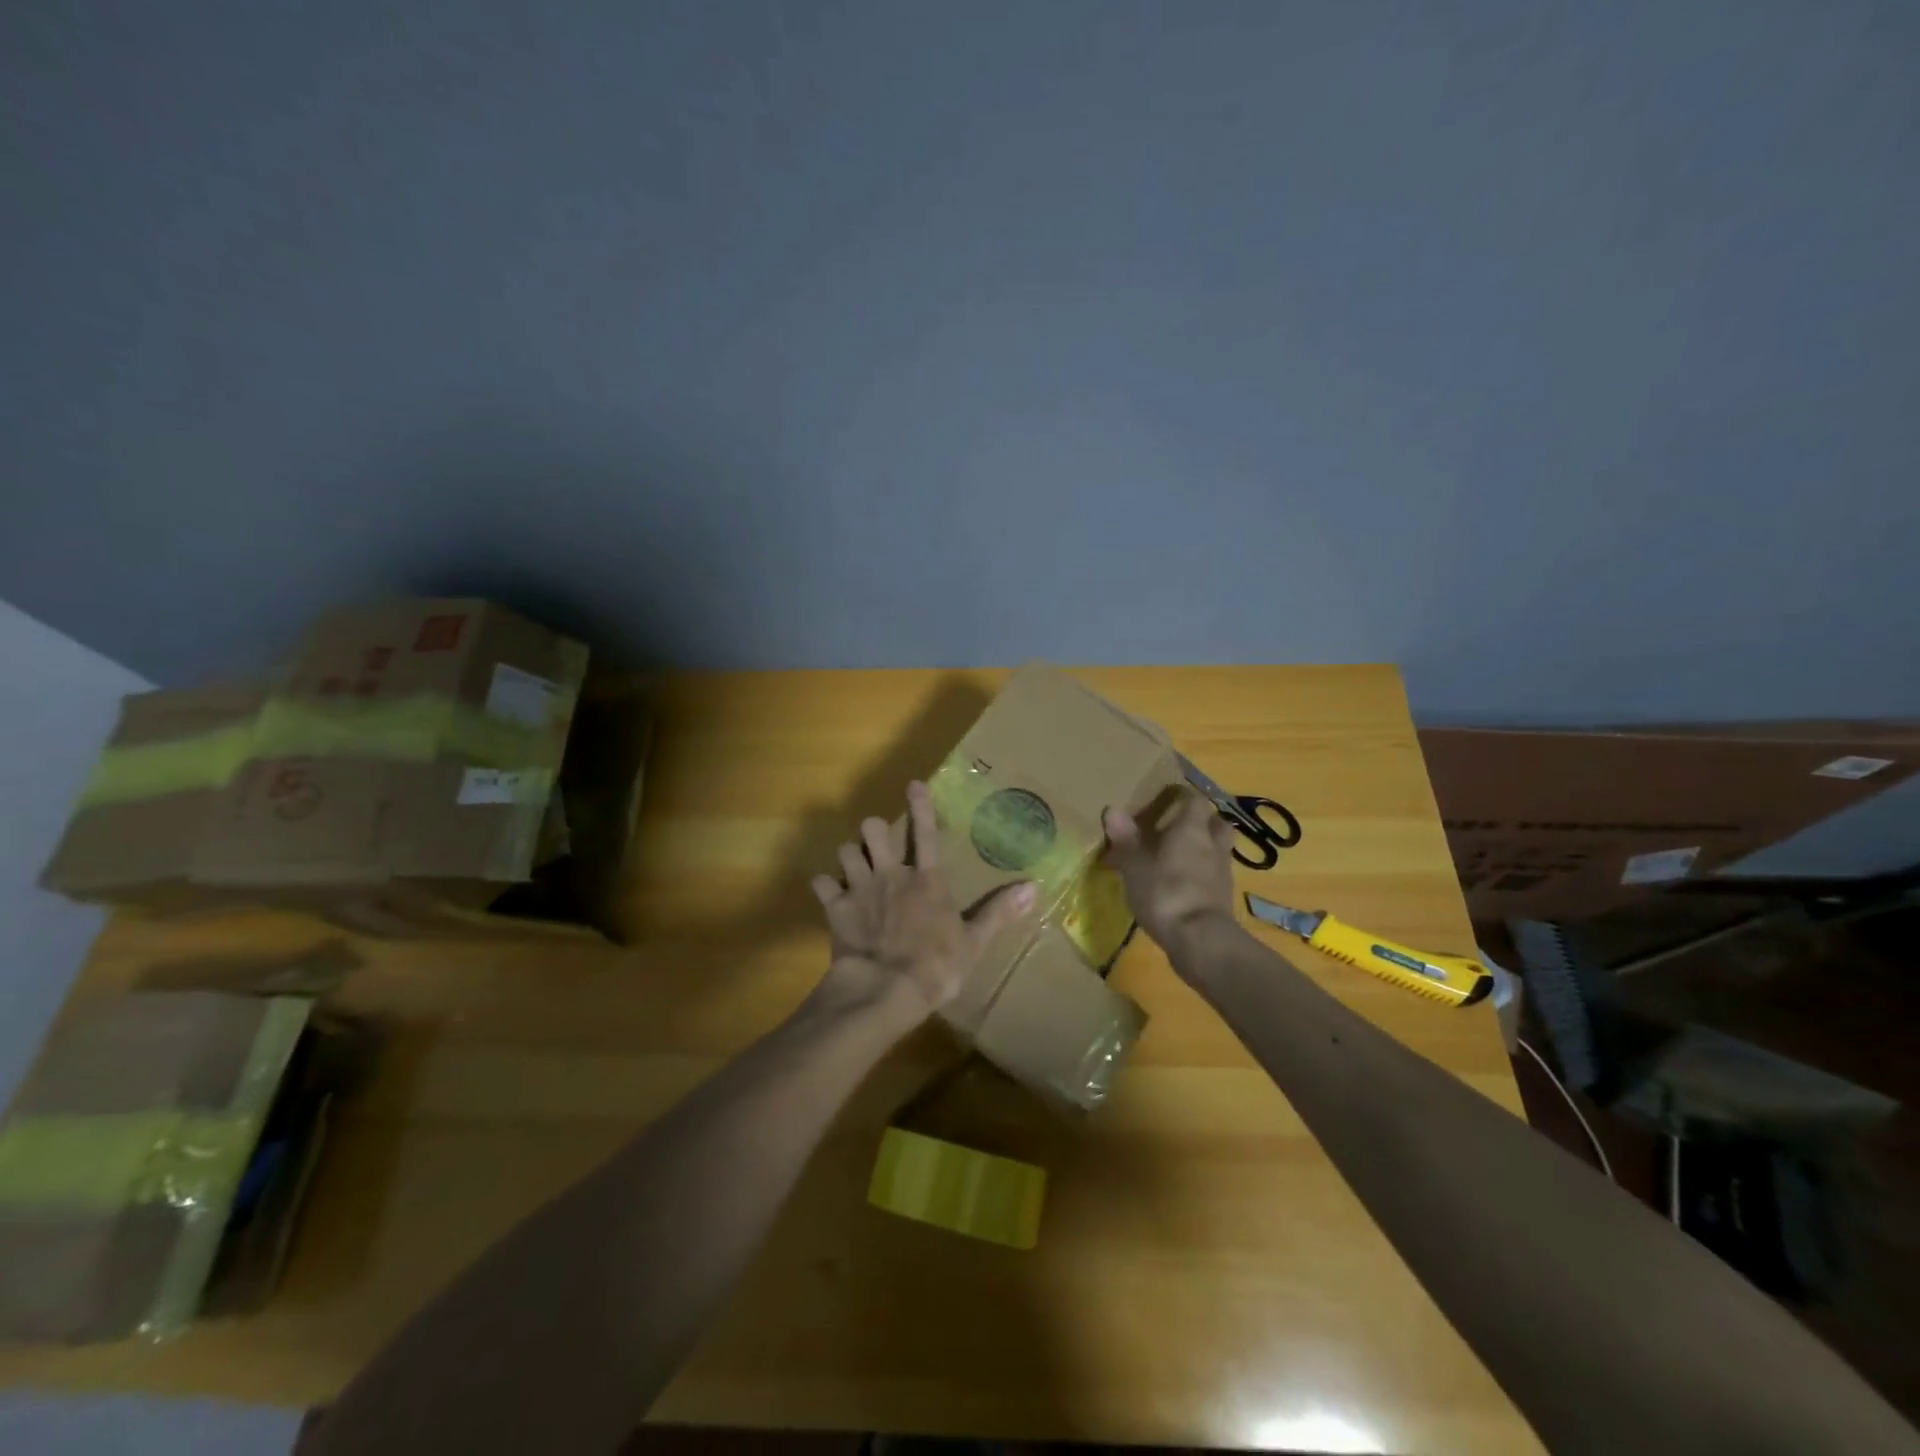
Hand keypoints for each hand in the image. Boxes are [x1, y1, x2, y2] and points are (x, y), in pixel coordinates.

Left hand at [811, 780, 1036, 1022]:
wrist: (885, 989)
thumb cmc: (935, 966)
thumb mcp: (974, 942)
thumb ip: (999, 912)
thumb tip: (1033, 888)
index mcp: (927, 880)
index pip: (926, 833)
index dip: (921, 806)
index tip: (913, 784)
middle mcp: (891, 874)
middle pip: (874, 830)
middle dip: (874, 831)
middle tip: (879, 844)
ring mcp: (860, 889)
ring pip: (845, 850)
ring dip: (850, 856)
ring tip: (854, 866)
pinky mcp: (835, 908)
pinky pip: (821, 884)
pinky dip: (825, 886)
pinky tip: (829, 892)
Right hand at [1102, 787, 1236, 959]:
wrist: (1199, 940)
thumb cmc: (1164, 892)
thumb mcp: (1134, 864)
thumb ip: (1125, 837)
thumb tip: (1111, 809)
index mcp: (1191, 829)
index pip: (1195, 800)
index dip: (1182, 799)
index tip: (1166, 802)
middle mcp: (1212, 844)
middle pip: (1216, 822)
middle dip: (1202, 822)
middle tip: (1179, 829)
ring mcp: (1222, 872)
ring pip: (1219, 850)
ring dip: (1206, 849)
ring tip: (1182, 858)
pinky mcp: (1224, 898)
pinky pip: (1215, 876)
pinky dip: (1204, 875)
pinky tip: (1186, 885)